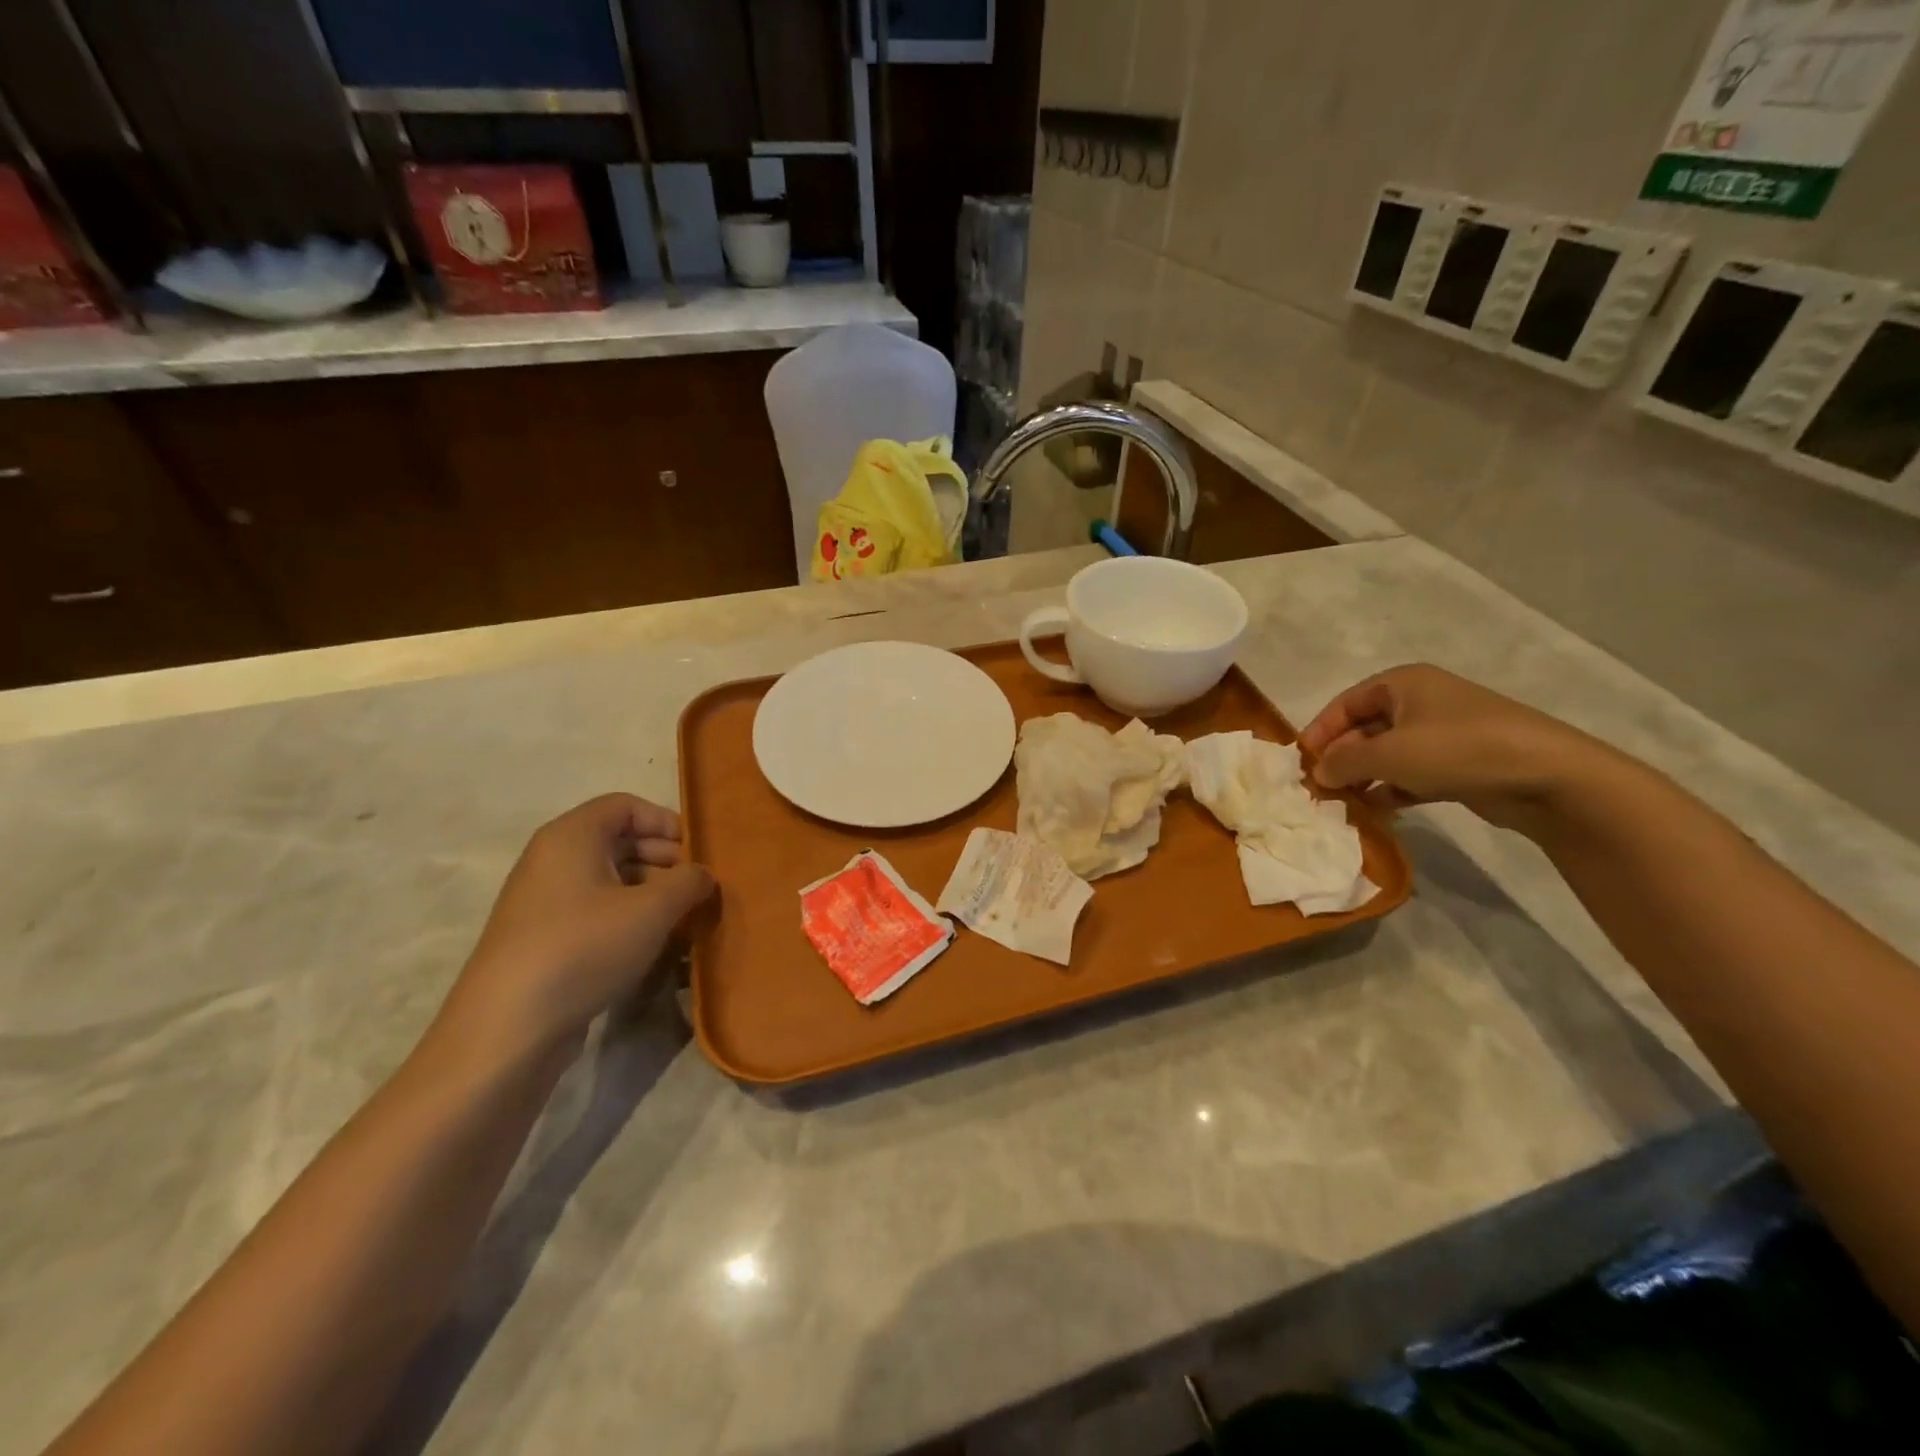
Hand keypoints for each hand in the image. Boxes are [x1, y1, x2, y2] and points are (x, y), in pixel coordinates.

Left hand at [435, 794, 715, 1065]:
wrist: (507, 1029)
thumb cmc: (584, 948)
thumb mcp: (653, 910)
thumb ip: (689, 882)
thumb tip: (703, 875)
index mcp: (571, 836)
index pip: (625, 805)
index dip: (666, 822)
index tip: (698, 852)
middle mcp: (552, 860)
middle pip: (619, 841)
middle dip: (665, 860)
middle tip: (698, 888)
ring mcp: (544, 902)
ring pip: (610, 881)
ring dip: (652, 894)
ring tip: (685, 920)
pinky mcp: (544, 941)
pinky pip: (595, 913)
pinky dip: (628, 920)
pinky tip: (654, 947)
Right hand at [1298, 664, 1614, 832]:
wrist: (1549, 776)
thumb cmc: (1458, 750)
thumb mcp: (1388, 754)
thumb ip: (1343, 762)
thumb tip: (1317, 773)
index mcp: (1402, 684)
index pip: (1344, 704)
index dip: (1319, 732)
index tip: (1302, 764)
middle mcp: (1421, 702)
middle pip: (1364, 729)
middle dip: (1341, 759)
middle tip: (1320, 790)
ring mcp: (1443, 734)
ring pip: (1387, 755)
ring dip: (1363, 779)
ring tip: (1344, 805)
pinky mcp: (1459, 764)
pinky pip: (1411, 775)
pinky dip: (1392, 790)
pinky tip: (1378, 811)